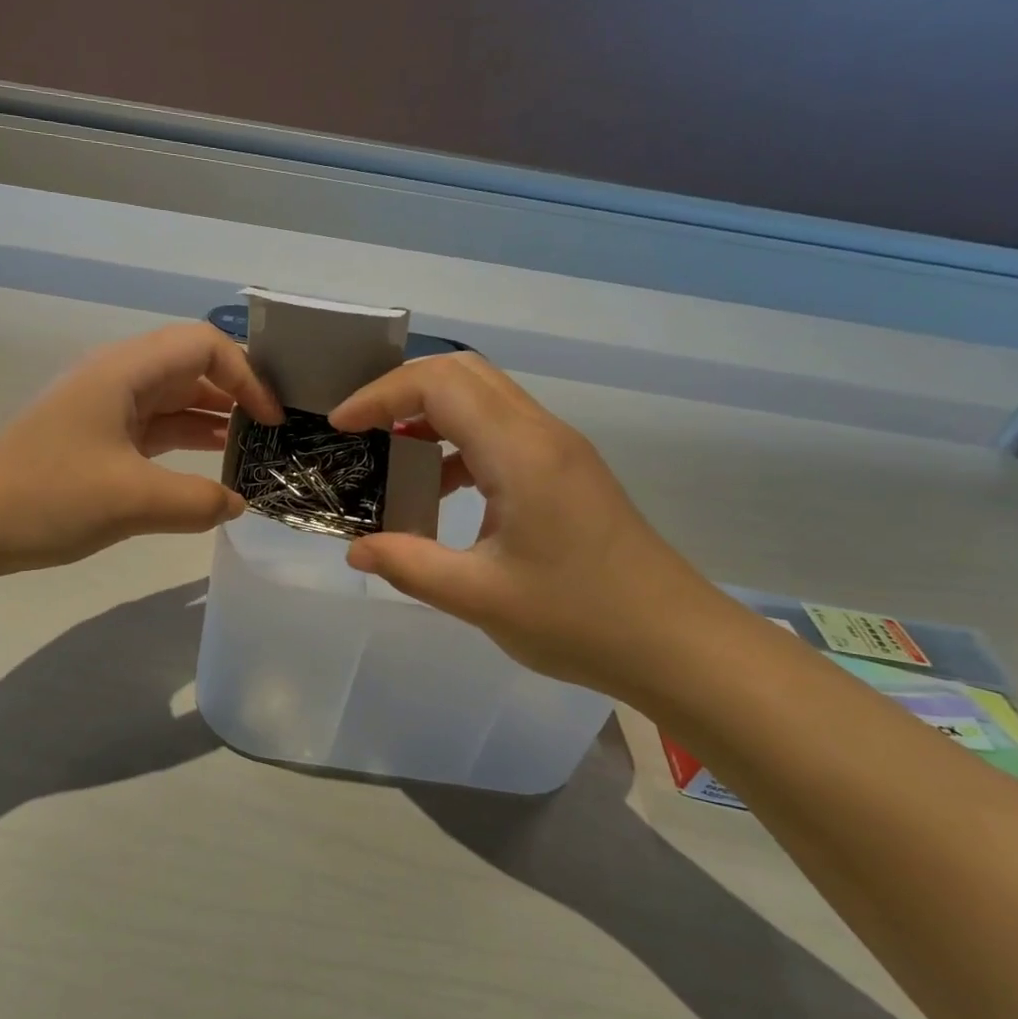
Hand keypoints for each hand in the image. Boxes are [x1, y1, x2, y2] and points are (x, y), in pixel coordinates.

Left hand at [0, 324, 282, 573]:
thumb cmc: (46, 495)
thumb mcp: (132, 499)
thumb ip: (197, 501)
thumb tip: (237, 504)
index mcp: (125, 371)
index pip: (203, 345)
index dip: (246, 375)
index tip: (270, 420)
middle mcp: (118, 379)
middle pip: (191, 368)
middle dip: (236, 395)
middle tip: (273, 435)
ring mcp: (105, 411)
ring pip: (173, 402)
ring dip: (213, 422)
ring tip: (252, 453)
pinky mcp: (97, 442)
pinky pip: (154, 432)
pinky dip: (185, 446)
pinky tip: (209, 472)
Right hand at [328, 354, 724, 700]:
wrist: (676, 644)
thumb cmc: (580, 619)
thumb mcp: (480, 598)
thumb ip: (409, 566)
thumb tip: (355, 550)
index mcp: (521, 453)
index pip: (440, 385)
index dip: (381, 394)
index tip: (341, 426)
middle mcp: (542, 434)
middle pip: (464, 373)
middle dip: (402, 390)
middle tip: (361, 427)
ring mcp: (560, 451)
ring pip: (485, 399)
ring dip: (432, 413)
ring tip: (390, 453)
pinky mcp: (567, 472)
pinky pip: (502, 432)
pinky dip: (459, 442)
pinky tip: (440, 488)